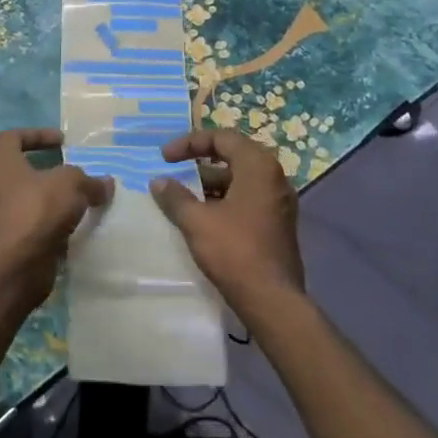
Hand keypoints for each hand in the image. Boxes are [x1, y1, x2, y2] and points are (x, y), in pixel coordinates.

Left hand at [0, 128, 112, 311]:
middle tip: (71, 170)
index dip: (37, 134)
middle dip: (46, 168)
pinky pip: (34, 223)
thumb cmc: (38, 208)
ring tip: (80, 198)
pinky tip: (76, 224)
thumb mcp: (71, 183)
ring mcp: (1, 214)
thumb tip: (106, 183)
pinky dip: (52, 221)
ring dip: (51, 197)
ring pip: (28, 198)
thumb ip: (89, 180)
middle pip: (20, 168)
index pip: (12, 137)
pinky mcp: (12, 240)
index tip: (62, 141)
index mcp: (1, 162)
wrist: (18, 263)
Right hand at [150, 128, 302, 316]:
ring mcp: (279, 201)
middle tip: (175, 167)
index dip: (189, 142)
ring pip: (240, 179)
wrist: (272, 299)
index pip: (222, 137)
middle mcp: (274, 177)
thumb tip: (159, 182)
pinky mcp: (278, 223)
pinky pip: (248, 197)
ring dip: (211, 182)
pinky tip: (204, 215)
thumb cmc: (234, 251)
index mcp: (258, 166)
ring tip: (184, 195)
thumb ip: (175, 197)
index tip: (164, 157)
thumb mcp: (196, 221)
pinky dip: (224, 198)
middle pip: (233, 155)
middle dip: (200, 160)